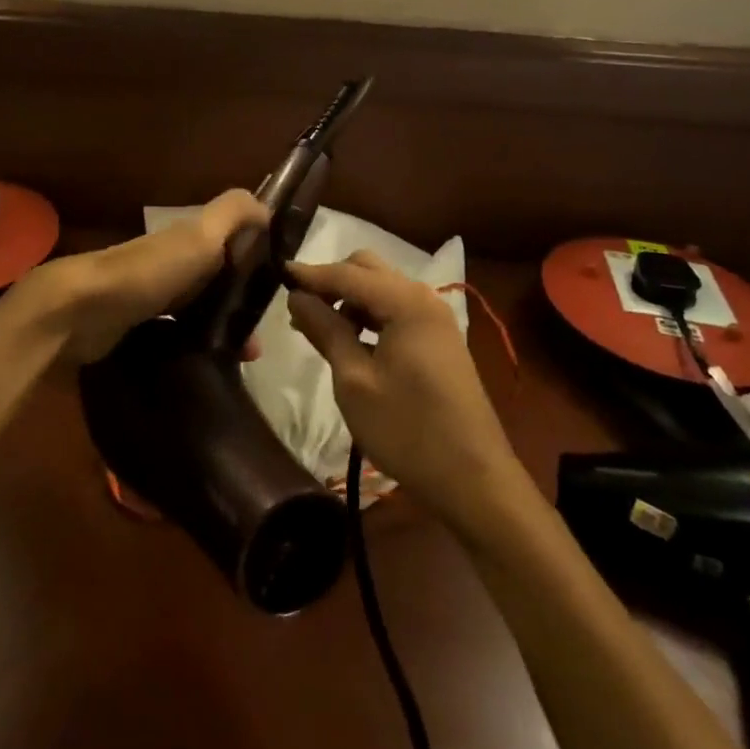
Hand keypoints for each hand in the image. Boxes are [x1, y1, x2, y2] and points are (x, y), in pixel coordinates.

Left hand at [15, 189, 268, 362]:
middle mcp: (170, 264)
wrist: (81, 310)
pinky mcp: (134, 327)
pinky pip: (175, 334)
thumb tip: (267, 205)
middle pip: (215, 280)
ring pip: (197, 310)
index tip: (277, 292)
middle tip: (258, 342)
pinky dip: (194, 345)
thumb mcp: (199, 235)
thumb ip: (233, 213)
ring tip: (240, 360)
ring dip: (220, 330)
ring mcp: (150, 296)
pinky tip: (206, 366)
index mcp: (187, 240)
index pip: (230, 245)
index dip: (255, 263)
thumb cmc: (149, 271)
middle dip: (239, 305)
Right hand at [287, 251, 530, 531]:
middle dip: (331, 281)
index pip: (347, 273)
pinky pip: (395, 310)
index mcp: (405, 302)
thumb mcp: (354, 380)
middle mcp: (423, 298)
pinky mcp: (437, 340)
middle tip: (298, 306)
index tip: (276, 273)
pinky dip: (368, 315)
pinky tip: (347, 338)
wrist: (473, 479)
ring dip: (348, 298)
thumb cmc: (406, 430)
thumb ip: (325, 330)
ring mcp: (434, 319)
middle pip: (368, 269)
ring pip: (381, 288)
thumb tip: (297, 297)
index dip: (310, 274)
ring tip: (315, 325)